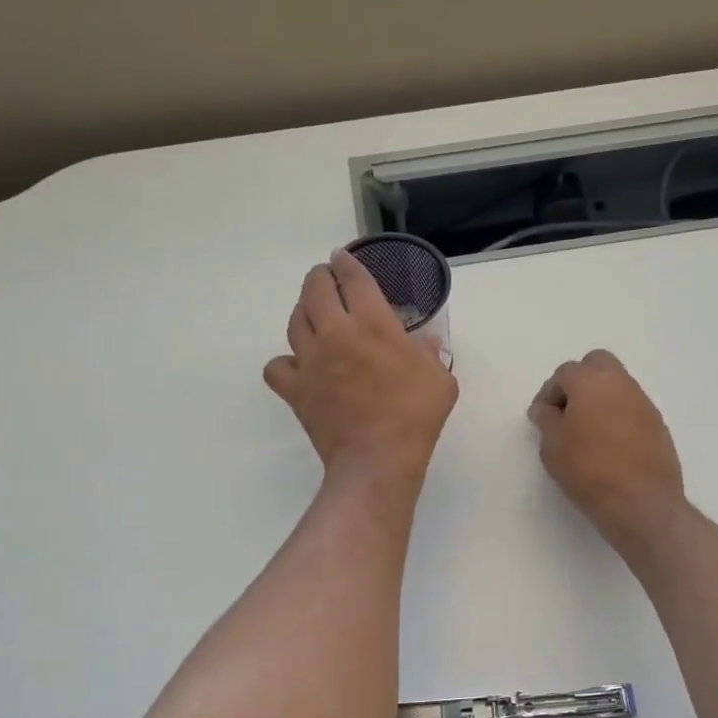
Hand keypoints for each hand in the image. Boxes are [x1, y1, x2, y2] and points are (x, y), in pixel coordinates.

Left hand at [265, 249, 457, 483]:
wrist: (378, 459)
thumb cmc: (415, 416)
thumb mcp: (440, 379)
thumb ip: (430, 353)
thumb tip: (425, 341)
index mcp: (372, 323)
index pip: (353, 278)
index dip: (346, 262)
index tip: (342, 258)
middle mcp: (335, 333)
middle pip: (315, 289)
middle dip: (321, 277)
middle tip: (327, 279)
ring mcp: (310, 361)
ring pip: (295, 321)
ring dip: (303, 311)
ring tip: (313, 315)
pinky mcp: (295, 390)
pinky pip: (277, 366)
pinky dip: (284, 362)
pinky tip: (298, 366)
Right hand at [529, 350, 684, 546]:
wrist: (641, 502)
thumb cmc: (588, 471)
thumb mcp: (552, 447)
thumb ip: (546, 420)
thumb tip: (546, 408)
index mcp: (591, 382)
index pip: (565, 372)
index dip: (549, 393)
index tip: (542, 418)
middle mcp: (621, 383)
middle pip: (597, 364)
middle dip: (579, 381)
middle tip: (567, 412)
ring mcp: (644, 402)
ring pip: (617, 384)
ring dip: (600, 398)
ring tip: (587, 431)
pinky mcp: (658, 423)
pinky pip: (631, 407)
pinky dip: (617, 415)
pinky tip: (609, 444)